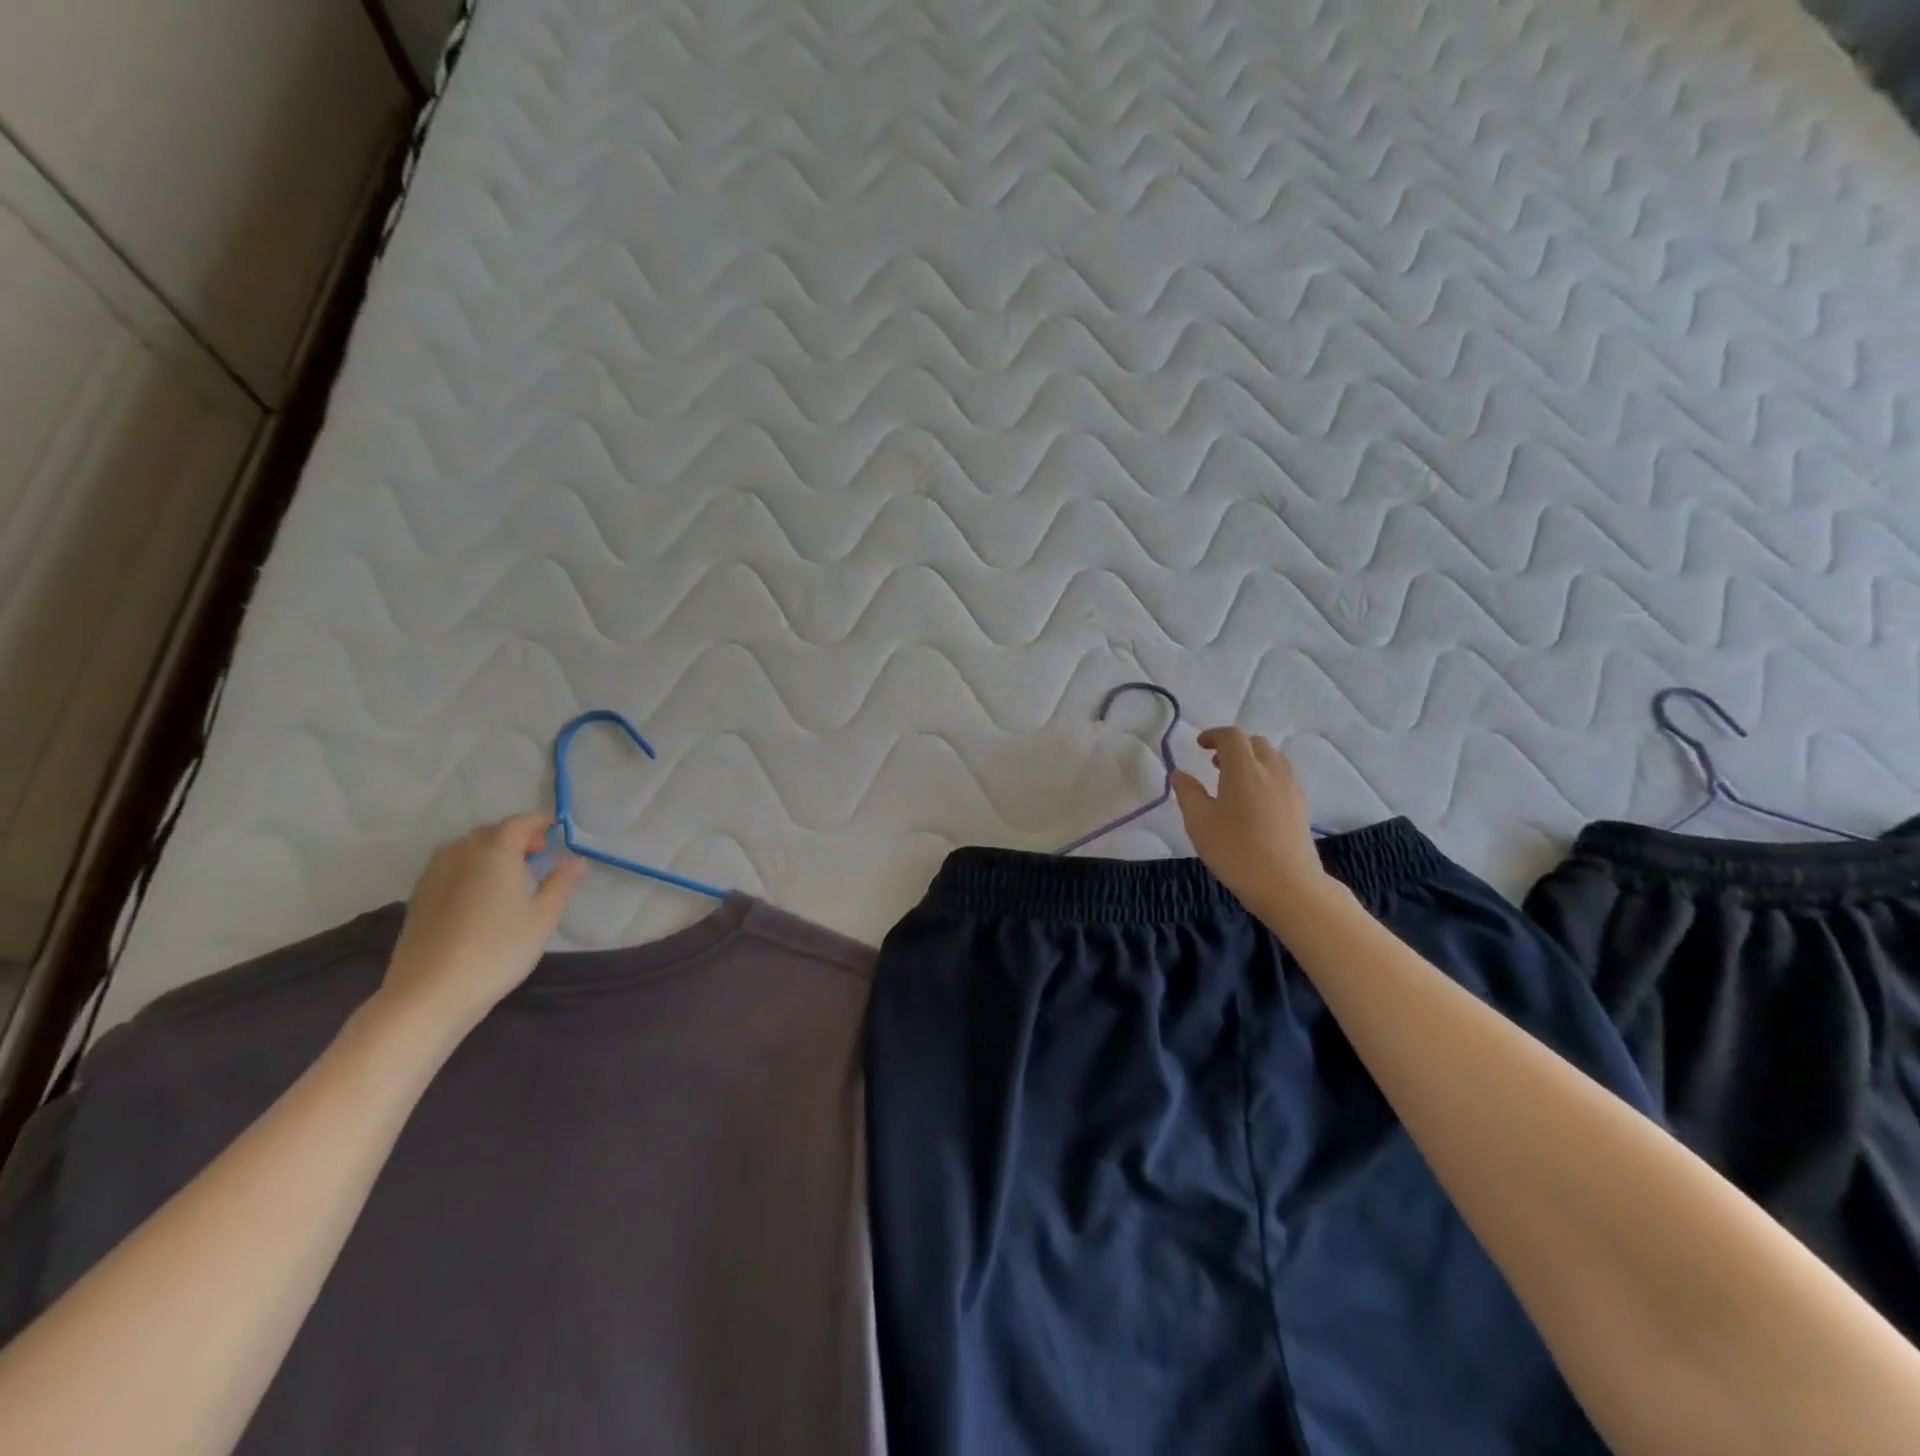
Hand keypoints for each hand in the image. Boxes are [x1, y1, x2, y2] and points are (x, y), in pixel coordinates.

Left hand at [376, 814, 586, 1035]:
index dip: (539, 822)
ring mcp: (434, 875)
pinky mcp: (419, 897)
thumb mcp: (543, 918)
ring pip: (465, 847)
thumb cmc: (497, 951)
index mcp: (495, 853)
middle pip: (490, 832)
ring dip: (489, 849)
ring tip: (509, 870)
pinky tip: (479, 891)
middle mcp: (461, 855)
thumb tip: (576, 860)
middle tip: (539, 853)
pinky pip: (448, 865)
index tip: (557, 828)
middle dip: (516, 835)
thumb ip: (561, 883)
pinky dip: (469, 865)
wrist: (430, 993)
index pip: (519, 823)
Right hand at [1173, 728, 1329, 916]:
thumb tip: (1179, 774)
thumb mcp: (1199, 822)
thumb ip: (1187, 793)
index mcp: (1244, 769)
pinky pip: (1282, 776)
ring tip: (1234, 780)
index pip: (1232, 737)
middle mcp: (1272, 771)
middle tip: (1214, 762)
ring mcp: (1291, 788)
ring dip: (1252, 759)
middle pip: (1255, 743)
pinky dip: (1265, 775)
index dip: (1214, 735)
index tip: (1199, 745)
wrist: (1287, 885)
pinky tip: (1254, 800)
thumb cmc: (1236, 850)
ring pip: (1272, 758)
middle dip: (1233, 746)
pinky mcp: (1301, 806)